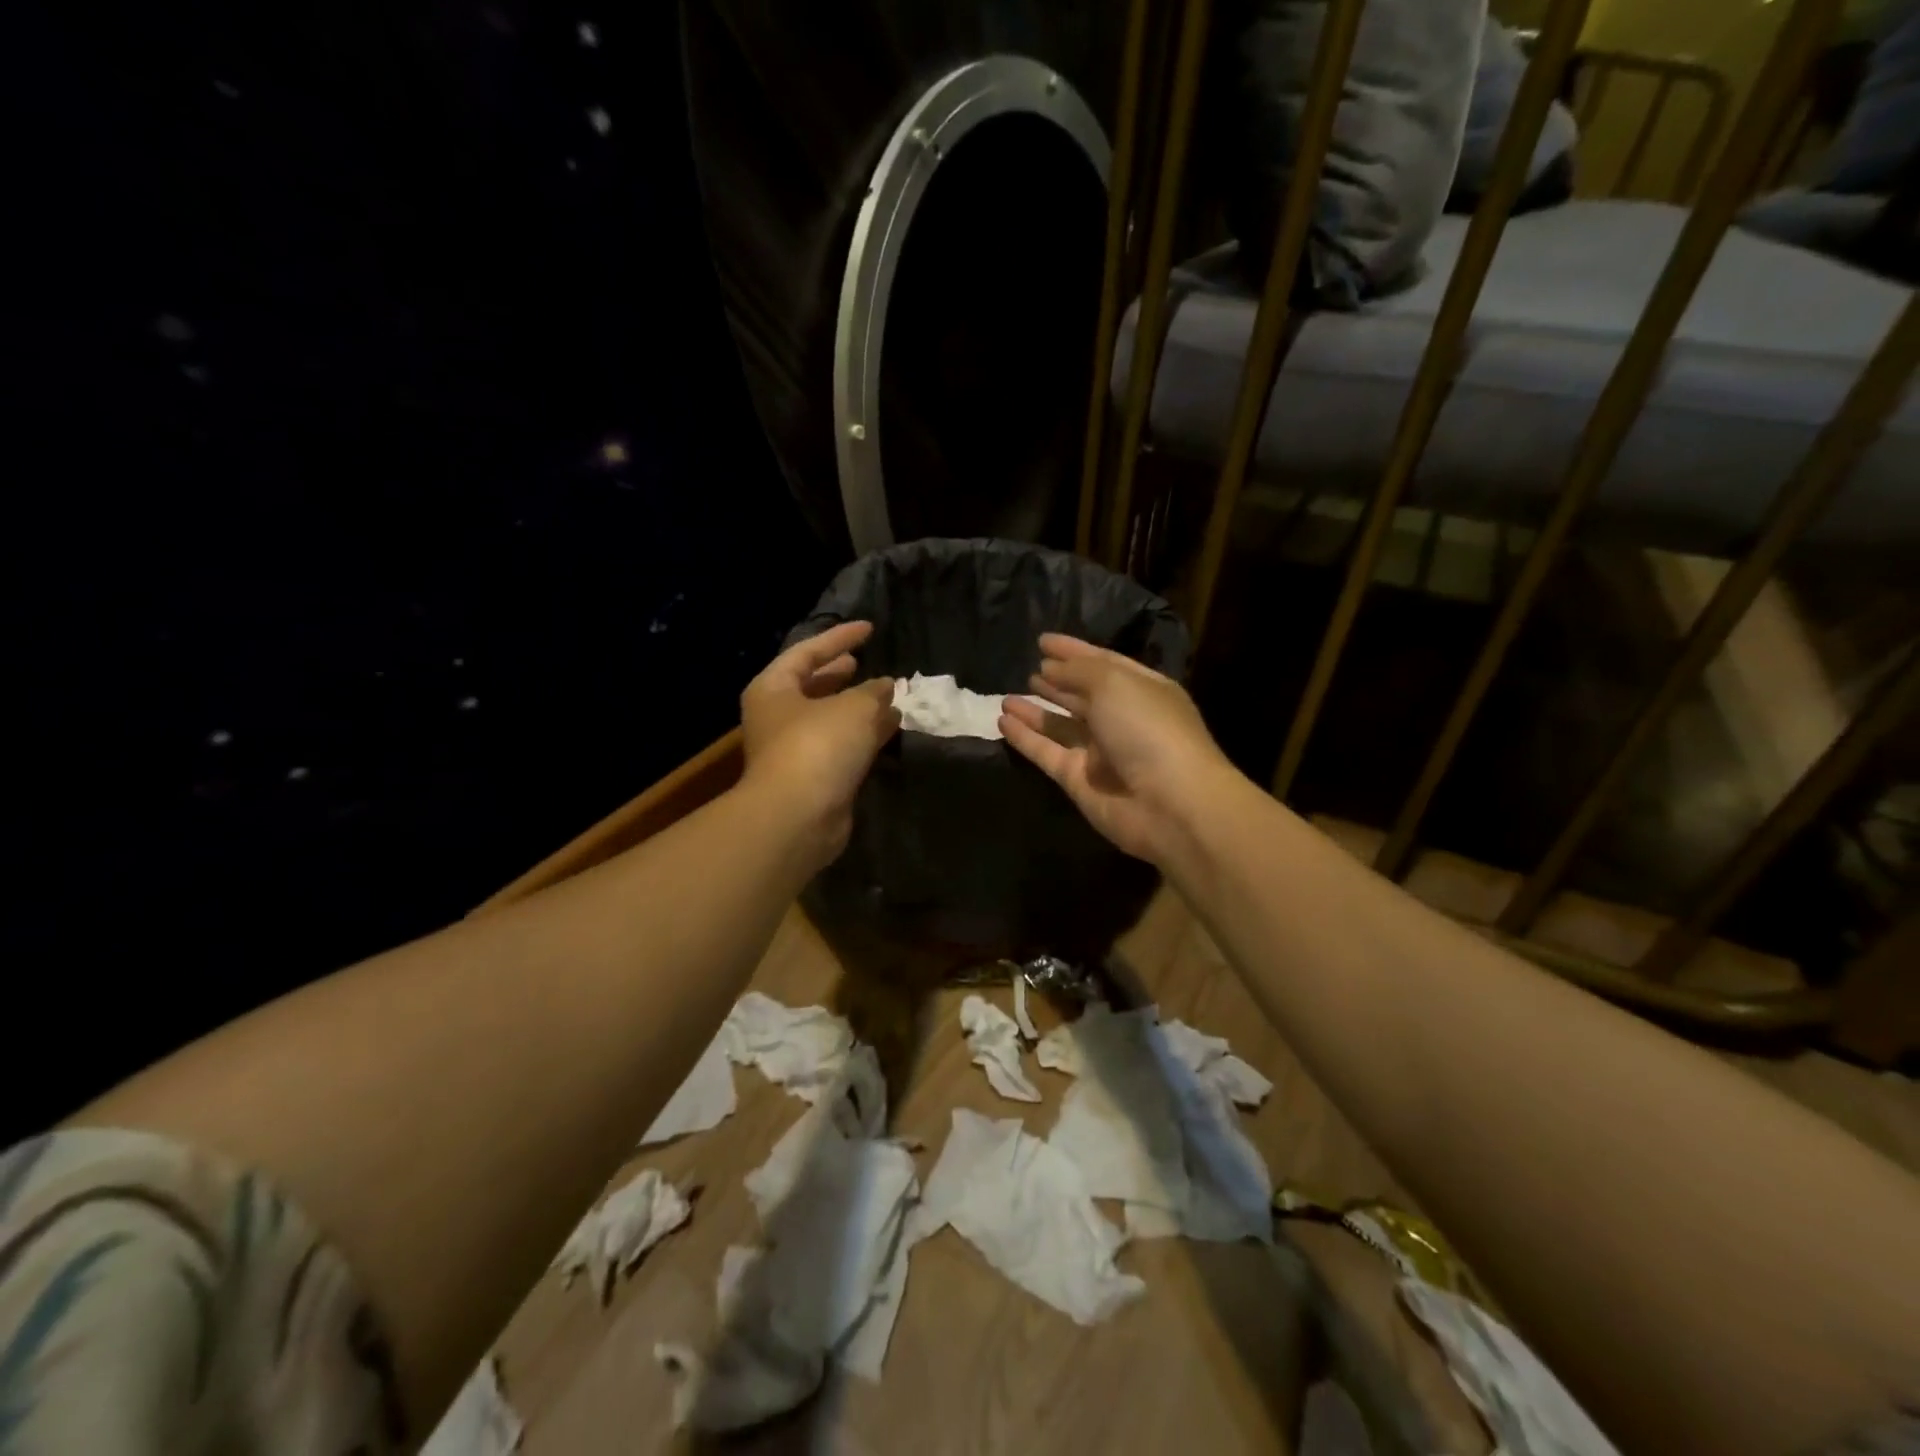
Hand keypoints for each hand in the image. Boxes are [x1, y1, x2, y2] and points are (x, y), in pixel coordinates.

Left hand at [740, 621, 899, 869]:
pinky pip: (842, 746)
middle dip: (841, 674)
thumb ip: (874, 691)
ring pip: (830, 718)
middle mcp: (778, 717)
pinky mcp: (815, 778)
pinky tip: (891, 727)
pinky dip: (864, 734)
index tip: (869, 629)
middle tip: (865, 663)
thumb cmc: (818, 746)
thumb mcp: (854, 706)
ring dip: (859, 706)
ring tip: (890, 694)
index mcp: (774, 689)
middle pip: (812, 686)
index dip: (839, 638)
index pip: (807, 652)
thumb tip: (886, 686)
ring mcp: (795, 750)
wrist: (799, 817)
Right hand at [1000, 634, 1240, 866]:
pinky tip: (1003, 721)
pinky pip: (1047, 753)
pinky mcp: (1079, 781)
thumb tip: (1050, 667)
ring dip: (1035, 711)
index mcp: (1142, 690)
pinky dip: (1025, 738)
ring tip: (1006, 697)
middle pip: (1084, 696)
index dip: (1074, 651)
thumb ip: (1078, 670)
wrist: (1169, 804)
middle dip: (1057, 682)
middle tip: (1029, 669)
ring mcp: (1100, 753)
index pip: (1104, 663)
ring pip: (1062, 726)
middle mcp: (1122, 720)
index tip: (1043, 641)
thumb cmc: (1148, 729)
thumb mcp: (1114, 683)